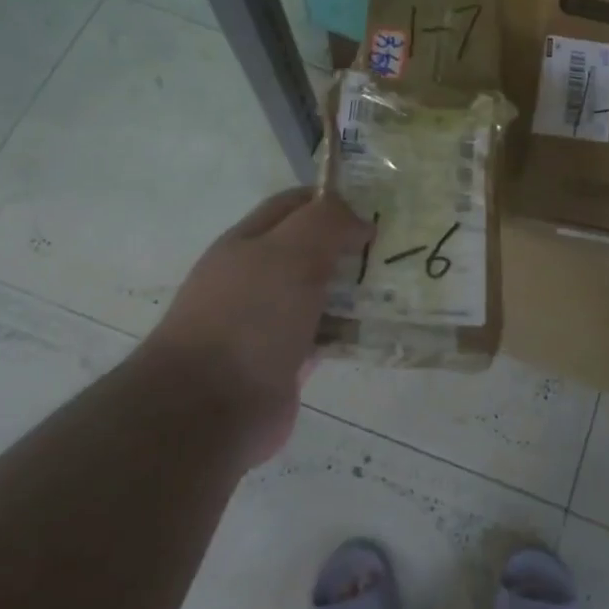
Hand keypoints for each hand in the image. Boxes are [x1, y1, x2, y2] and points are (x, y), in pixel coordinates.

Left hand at [150, 188, 372, 464]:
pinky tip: (382, 329)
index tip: (377, 206)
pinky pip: (326, 336)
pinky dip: (351, 331)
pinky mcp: (285, 362)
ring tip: (400, 286)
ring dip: (355, 289)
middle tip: (397, 247)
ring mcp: (269, 322)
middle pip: (311, 250)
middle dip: (350, 245)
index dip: (333, 199)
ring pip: (322, 294)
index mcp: (248, 242)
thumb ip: (327, 223)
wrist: (207, 409)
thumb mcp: (290, 252)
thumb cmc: (248, 317)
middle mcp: (256, 278)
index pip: (294, 205)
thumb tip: (360, 221)